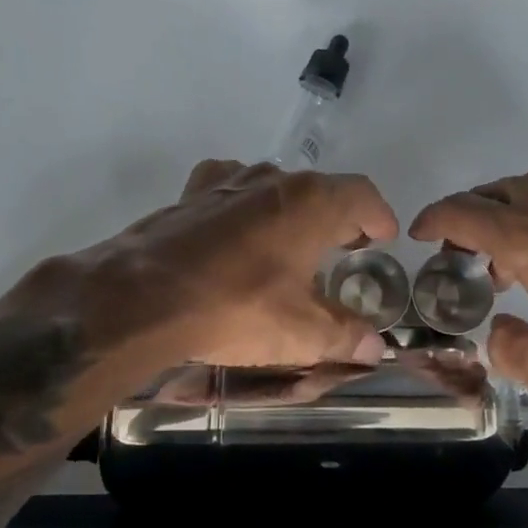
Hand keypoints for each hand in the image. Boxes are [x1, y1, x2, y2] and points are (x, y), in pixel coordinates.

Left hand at [0, 160, 398, 370]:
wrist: (144, 297)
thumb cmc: (238, 307)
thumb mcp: (301, 332)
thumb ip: (345, 336)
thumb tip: (374, 347)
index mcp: (312, 203)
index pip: (361, 195)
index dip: (378, 215)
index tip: (384, 237)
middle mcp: (273, 180)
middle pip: (319, 188)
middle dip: (337, 215)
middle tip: (344, 245)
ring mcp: (228, 182)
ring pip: (273, 186)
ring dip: (290, 210)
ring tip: (291, 241)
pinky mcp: (190, 195)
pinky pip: (228, 189)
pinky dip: (242, 205)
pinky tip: (236, 231)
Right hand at [410, 164, 527, 401]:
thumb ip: (510, 352)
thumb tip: (499, 332)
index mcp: (523, 229)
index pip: (457, 211)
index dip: (431, 221)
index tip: (419, 236)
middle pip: (489, 196)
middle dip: (469, 224)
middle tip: (468, 261)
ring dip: (510, 220)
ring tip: (517, 263)